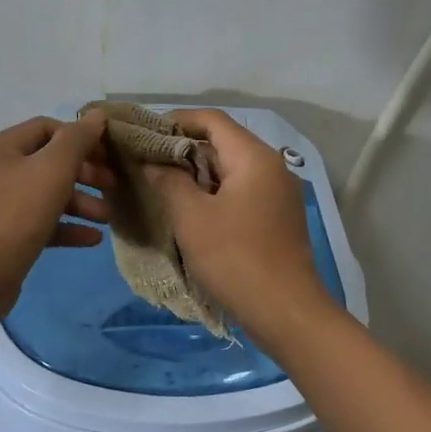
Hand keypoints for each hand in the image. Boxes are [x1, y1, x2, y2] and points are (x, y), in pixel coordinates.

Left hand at [0, 114, 113, 327]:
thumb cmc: (15, 215)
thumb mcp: (52, 170)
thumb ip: (77, 140)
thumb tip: (97, 116)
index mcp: (1, 148)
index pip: (47, 128)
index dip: (80, 137)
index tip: (107, 155)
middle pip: (48, 162)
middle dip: (84, 173)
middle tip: (112, 186)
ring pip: (46, 195)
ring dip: (80, 202)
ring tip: (107, 218)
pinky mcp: (3, 237)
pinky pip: (40, 223)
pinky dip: (66, 227)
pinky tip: (92, 239)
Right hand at [142, 110, 335, 339]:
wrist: (286, 311)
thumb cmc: (235, 258)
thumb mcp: (191, 217)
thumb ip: (168, 180)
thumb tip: (152, 161)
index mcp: (254, 157)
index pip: (212, 120)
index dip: (176, 121)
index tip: (144, 135)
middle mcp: (271, 167)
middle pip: (222, 142)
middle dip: (183, 149)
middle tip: (146, 162)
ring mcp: (278, 193)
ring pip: (231, 169)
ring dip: (196, 173)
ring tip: (161, 185)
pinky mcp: (277, 217)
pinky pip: (241, 191)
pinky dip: (214, 192)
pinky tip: (190, 210)